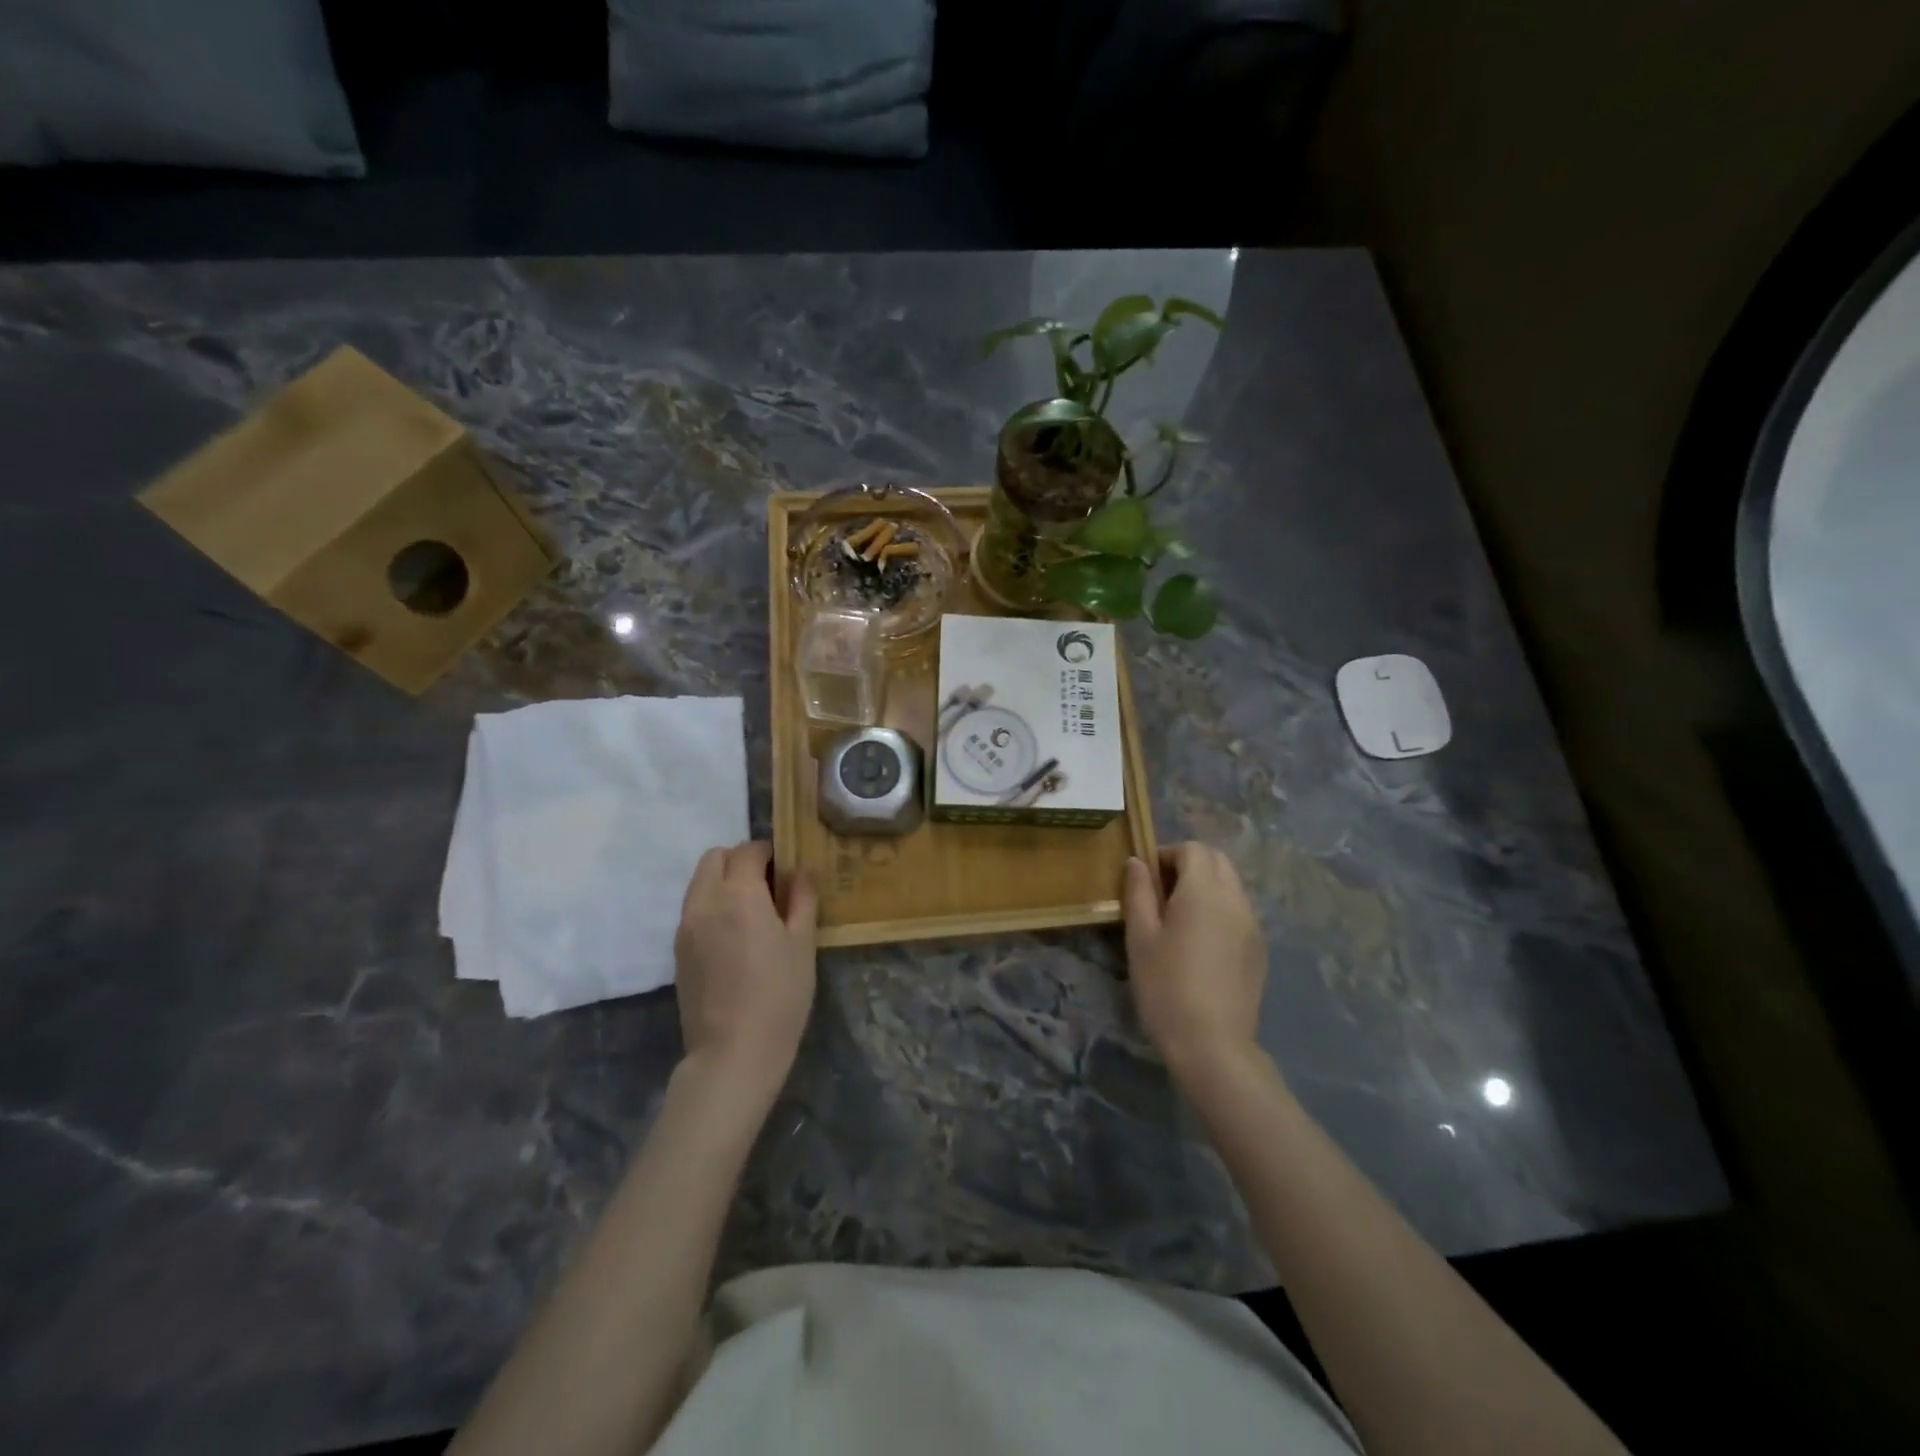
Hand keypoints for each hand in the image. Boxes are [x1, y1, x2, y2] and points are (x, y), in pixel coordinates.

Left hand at [673, 842, 817, 1107]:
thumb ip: (802, 898)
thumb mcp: (803, 943)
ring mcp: (685, 927)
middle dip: (739, 860)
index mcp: (739, 894)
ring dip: (722, 882)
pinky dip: (711, 906)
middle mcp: (705, 901)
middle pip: (714, 858)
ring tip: (751, 912)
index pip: (748, 850)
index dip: (769, 851)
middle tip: (767, 885)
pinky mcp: (677, 951)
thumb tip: (800, 871)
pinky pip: (693, 909)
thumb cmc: (779, 994)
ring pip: (699, 883)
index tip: (786, 868)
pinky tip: (734, 937)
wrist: (733, 1052)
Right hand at [1123, 843, 1267, 1082]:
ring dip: (1206, 886)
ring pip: (1231, 885)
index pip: (1193, 849)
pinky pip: (1239, 911)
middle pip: (1217, 861)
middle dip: (1189, 864)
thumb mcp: (1140, 937)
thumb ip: (1139, 892)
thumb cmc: (1166, 986)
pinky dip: (1220, 909)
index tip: (1146, 878)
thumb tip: (1137, 862)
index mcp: (1204, 891)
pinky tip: (1201, 942)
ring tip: (1179, 918)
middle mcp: (1235, 899)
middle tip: (1161, 892)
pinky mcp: (1259, 949)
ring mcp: (1252, 924)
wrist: (1212, 1044)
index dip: (1167, 854)